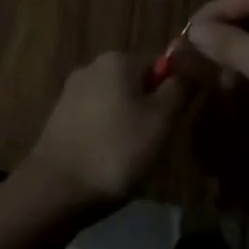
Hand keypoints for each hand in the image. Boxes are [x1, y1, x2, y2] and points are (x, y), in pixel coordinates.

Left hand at [19, 51, 187, 217]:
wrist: (55, 190)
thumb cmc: (116, 151)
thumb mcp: (161, 121)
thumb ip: (180, 88)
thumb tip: (193, 63)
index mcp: (119, 59)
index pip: (160, 65)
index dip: (172, 94)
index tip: (172, 126)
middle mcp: (94, 65)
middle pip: (137, 83)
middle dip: (149, 110)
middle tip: (154, 146)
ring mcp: (73, 91)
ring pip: (116, 103)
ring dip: (127, 125)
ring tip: (129, 160)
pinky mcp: (59, 117)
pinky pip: (95, 120)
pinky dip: (105, 136)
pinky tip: (106, 162)